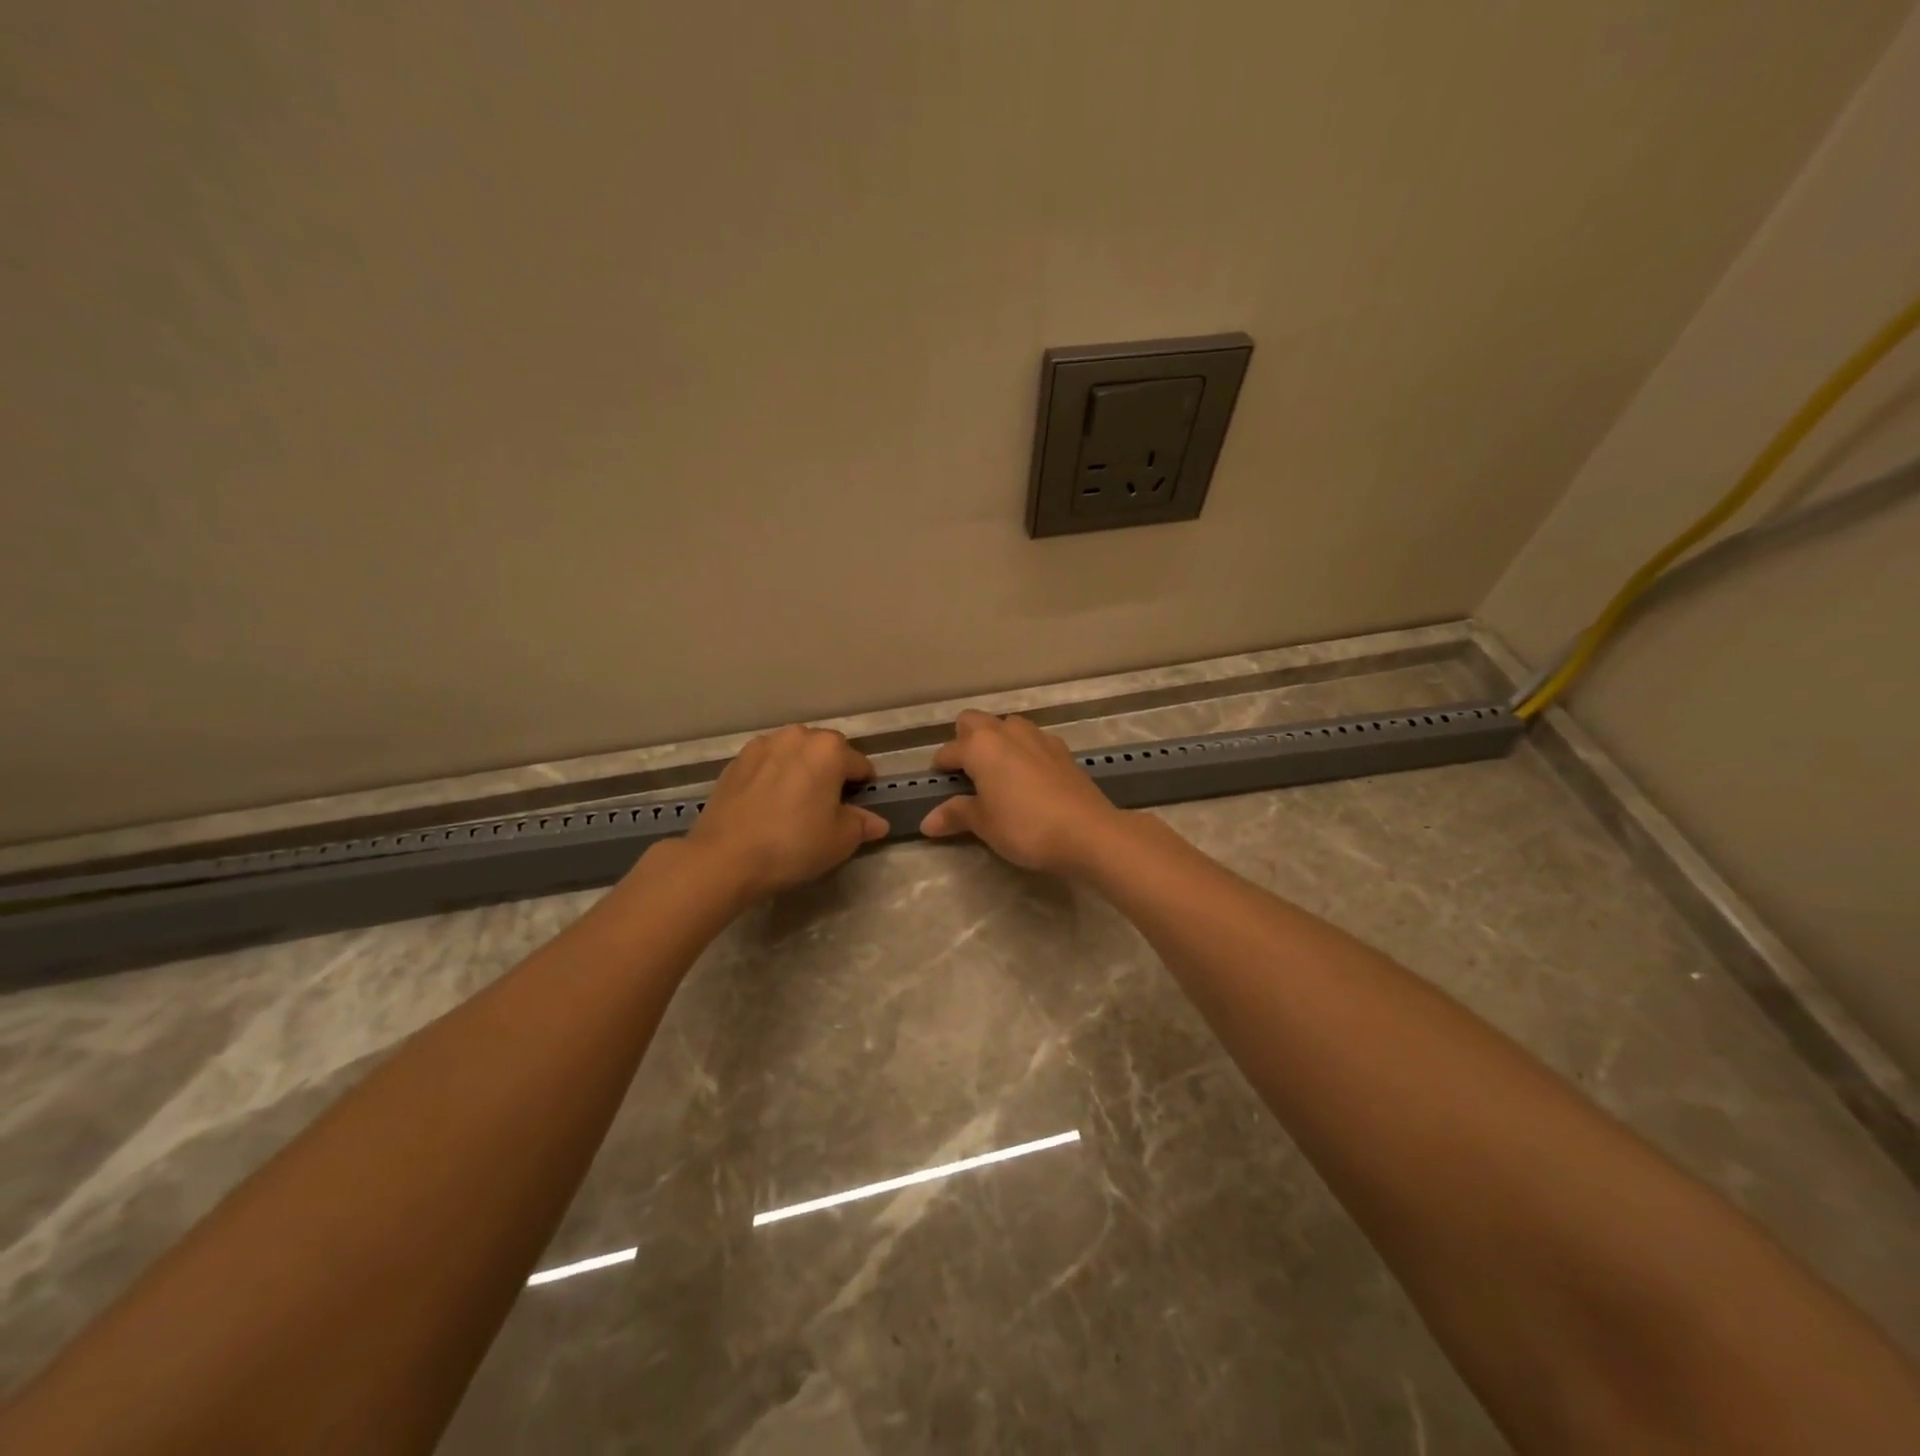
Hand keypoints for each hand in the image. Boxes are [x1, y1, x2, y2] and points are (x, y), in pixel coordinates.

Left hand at [685, 725, 888, 898]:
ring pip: (793, 752)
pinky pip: (767, 763)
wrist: (725, 856)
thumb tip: (876, 822)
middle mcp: (797, 737)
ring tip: (796, 801)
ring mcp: (762, 745)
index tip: (859, 807)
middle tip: (828, 804)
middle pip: (825, 750)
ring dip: (801, 769)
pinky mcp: (735, 761)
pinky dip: (774, 775)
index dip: (863, 786)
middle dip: (831, 771)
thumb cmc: (793, 844)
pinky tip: (769, 803)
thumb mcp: (840, 840)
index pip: (859, 764)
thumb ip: (862, 825)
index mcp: (829, 749)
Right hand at [919, 711, 1125, 874]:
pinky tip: (1028, 778)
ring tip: (997, 772)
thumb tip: (927, 822)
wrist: (1087, 831)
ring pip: (1008, 726)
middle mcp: (1007, 732)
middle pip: (975, 721)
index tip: (937, 784)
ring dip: (997, 741)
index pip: (949, 750)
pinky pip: (1033, 741)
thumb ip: (956, 815)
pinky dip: (1024, 752)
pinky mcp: (1063, 750)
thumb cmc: (1024, 826)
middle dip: (965, 739)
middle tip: (966, 771)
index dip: (940, 767)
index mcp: (981, 745)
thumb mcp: (984, 824)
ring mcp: (1039, 737)